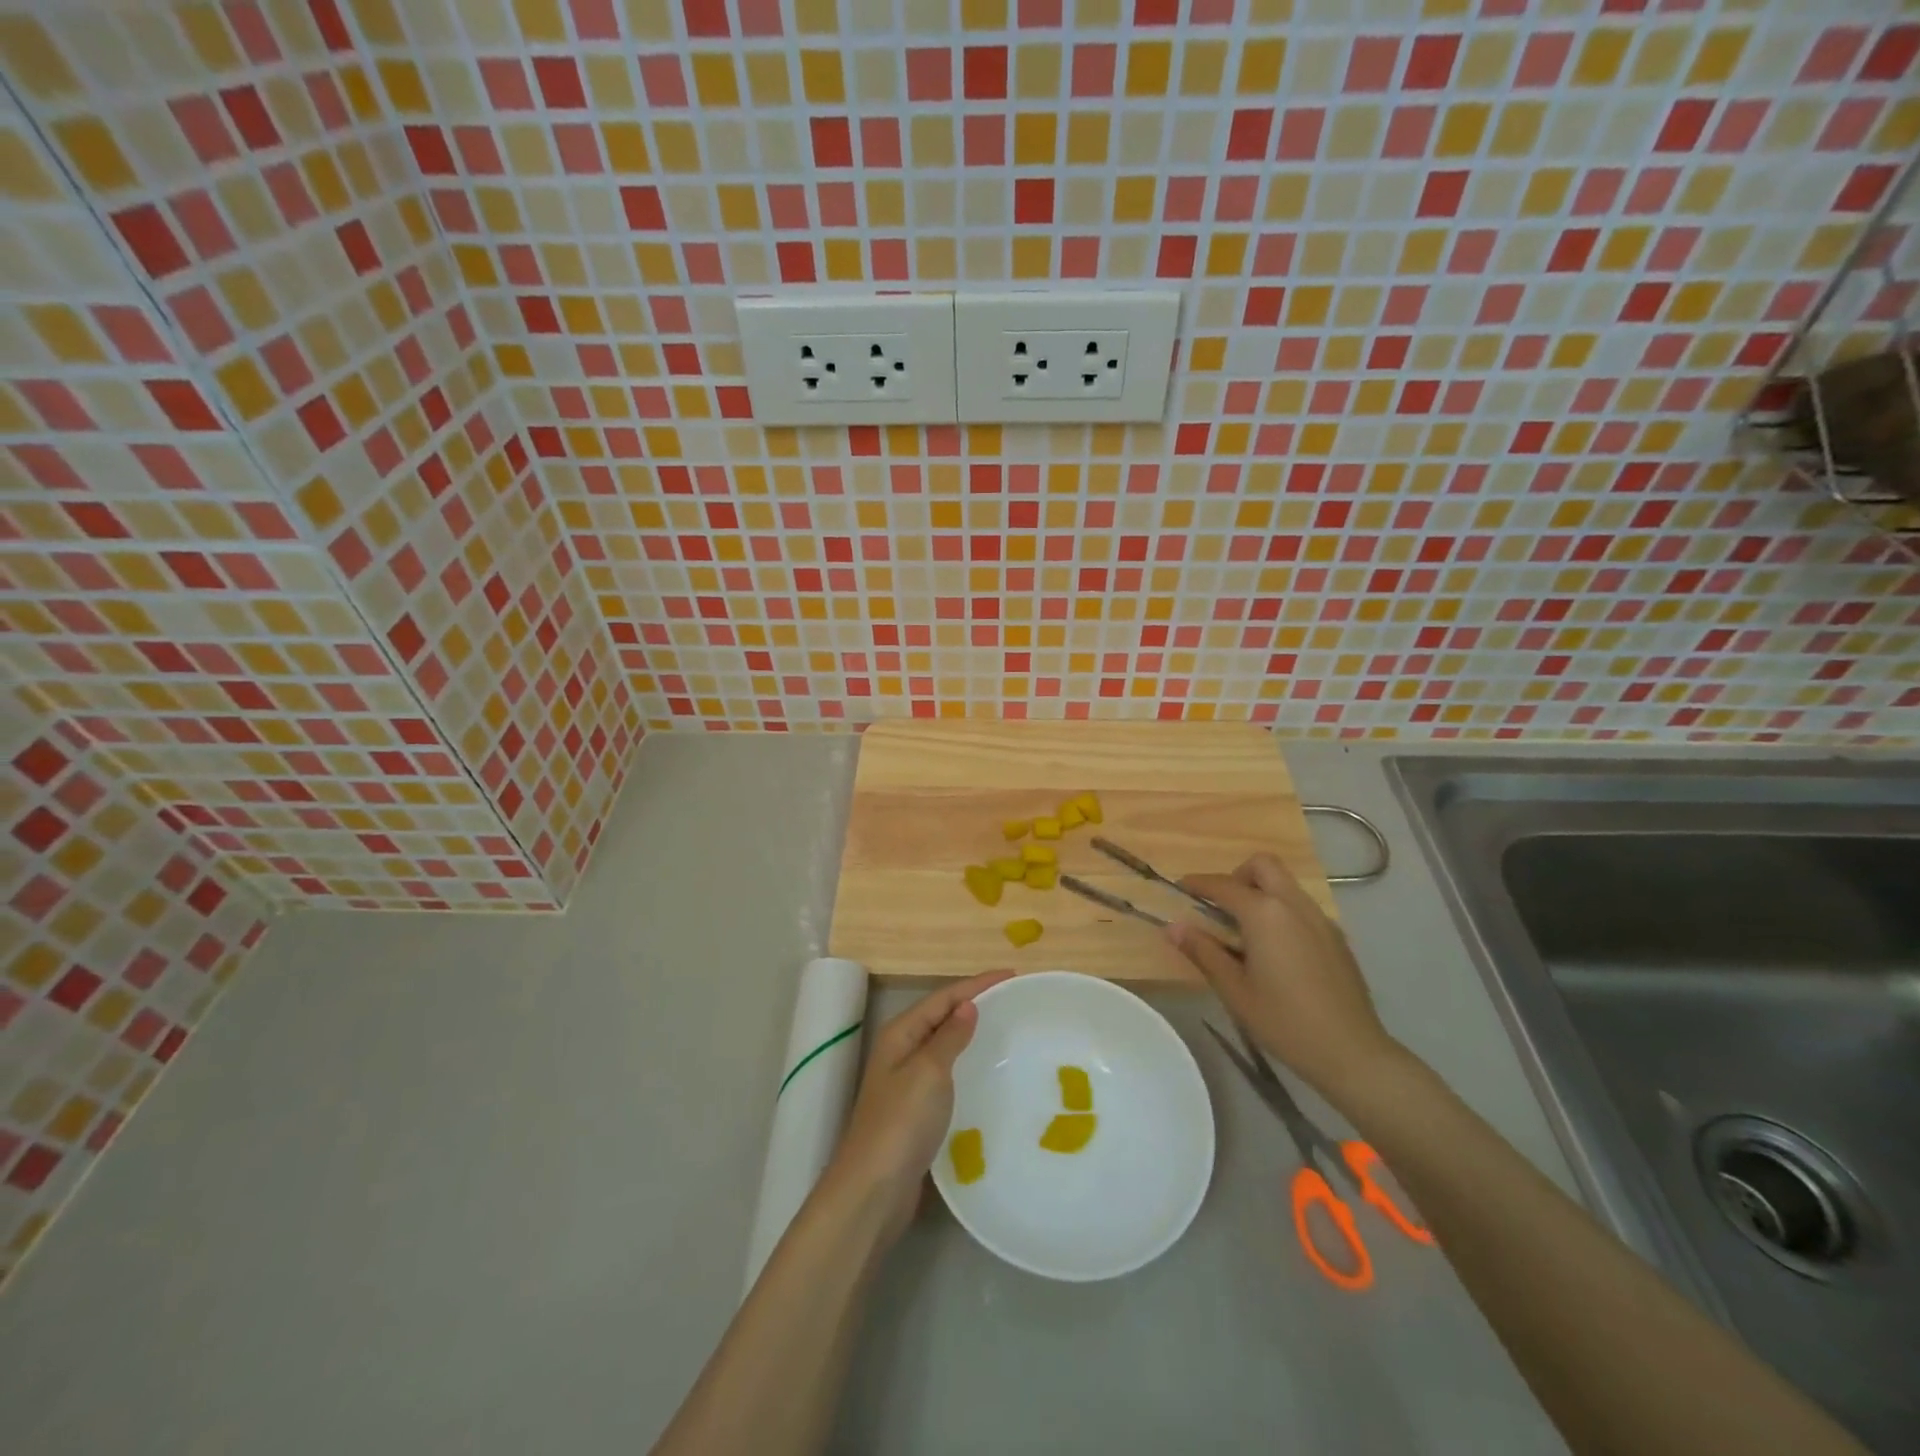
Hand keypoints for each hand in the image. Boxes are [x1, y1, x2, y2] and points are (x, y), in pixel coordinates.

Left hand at [823, 971, 1011, 1246]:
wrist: (874, 1189)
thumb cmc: (902, 1122)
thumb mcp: (929, 1071)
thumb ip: (949, 1037)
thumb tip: (967, 1005)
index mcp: (900, 1034)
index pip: (943, 997)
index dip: (976, 984)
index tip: (1012, 975)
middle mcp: (901, 1051)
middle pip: (942, 1017)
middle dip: (975, 1004)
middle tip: (1013, 1000)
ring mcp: (907, 1083)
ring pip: (944, 1046)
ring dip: (971, 1035)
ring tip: (1006, 1030)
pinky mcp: (916, 1111)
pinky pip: (947, 1075)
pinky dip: (967, 1066)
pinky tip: (988, 1075)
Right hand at [1169, 854, 1400, 1102]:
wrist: (1352, 1052)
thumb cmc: (1284, 1021)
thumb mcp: (1234, 990)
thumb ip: (1203, 952)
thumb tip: (1173, 927)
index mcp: (1265, 914)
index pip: (1223, 885)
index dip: (1197, 884)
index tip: (1179, 889)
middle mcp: (1294, 905)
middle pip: (1262, 866)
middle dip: (1237, 876)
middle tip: (1221, 908)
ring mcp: (1320, 919)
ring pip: (1285, 884)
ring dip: (1260, 892)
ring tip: (1245, 932)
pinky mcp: (1336, 936)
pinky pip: (1301, 906)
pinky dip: (1281, 911)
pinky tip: (1276, 951)